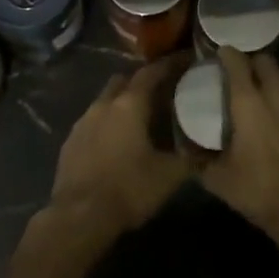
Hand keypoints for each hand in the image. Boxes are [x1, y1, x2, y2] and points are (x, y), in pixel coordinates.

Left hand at [48, 58, 191, 235]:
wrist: (78, 217)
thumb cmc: (128, 189)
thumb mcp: (169, 176)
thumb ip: (191, 157)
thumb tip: (208, 148)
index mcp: (129, 104)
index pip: (152, 72)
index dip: (170, 64)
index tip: (185, 59)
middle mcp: (103, 104)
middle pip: (124, 80)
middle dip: (141, 82)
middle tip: (161, 92)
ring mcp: (82, 122)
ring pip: (105, 101)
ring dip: (121, 104)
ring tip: (139, 119)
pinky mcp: (69, 142)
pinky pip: (92, 122)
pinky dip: (106, 124)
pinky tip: (116, 142)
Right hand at [200, 48, 278, 230]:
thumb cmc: (257, 190)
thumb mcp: (217, 178)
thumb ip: (197, 159)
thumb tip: (183, 149)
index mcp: (248, 102)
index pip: (237, 62)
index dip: (227, 54)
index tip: (220, 55)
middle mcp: (276, 93)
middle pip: (265, 61)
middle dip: (252, 62)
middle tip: (244, 75)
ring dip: (275, 75)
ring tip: (267, 88)